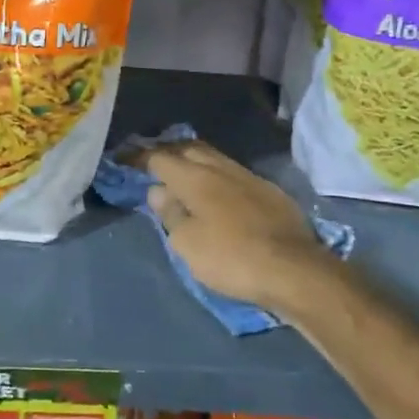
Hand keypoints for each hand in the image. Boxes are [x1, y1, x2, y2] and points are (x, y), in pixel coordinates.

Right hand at [144, 141, 341, 313]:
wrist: (294, 269)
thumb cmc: (231, 258)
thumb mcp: (188, 244)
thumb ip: (171, 214)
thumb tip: (158, 190)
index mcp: (196, 178)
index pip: (160, 158)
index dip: (139, 157)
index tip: (124, 158)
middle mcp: (222, 168)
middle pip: (190, 149)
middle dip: (168, 151)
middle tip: (153, 161)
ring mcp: (249, 177)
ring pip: (215, 158)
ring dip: (194, 160)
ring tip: (182, 172)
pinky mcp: (270, 192)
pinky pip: (234, 173)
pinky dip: (216, 175)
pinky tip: (217, 189)